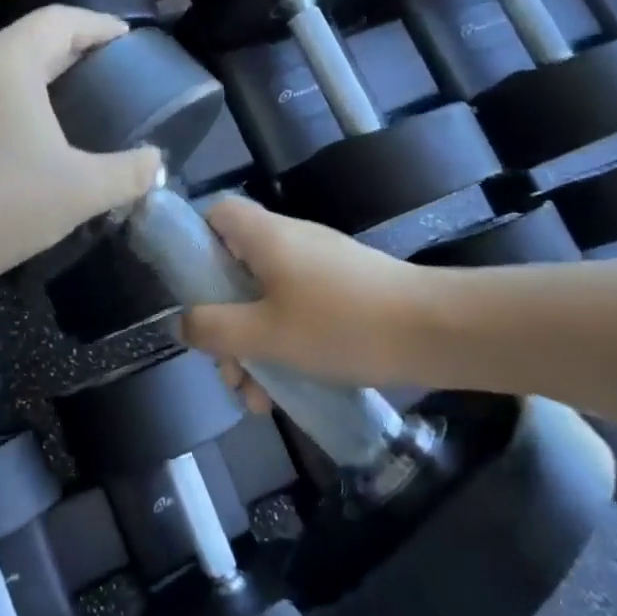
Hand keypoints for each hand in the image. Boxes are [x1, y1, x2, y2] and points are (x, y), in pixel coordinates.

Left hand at [0, 7, 162, 301]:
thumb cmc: (0, 207)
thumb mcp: (80, 191)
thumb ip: (130, 173)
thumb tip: (156, 164)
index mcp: (5, 61)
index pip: (61, 21)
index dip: (99, 25)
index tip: (127, 37)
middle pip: (29, 37)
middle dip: (72, 47)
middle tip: (109, 66)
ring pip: (1, 63)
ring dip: (39, 70)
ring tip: (73, 92)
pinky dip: (12, 92)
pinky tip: (28, 125)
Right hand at [181, 197, 429, 402]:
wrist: (435, 331)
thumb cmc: (339, 324)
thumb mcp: (265, 334)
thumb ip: (215, 329)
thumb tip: (181, 322)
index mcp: (265, 237)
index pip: (216, 214)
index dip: (196, 244)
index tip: (194, 291)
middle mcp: (289, 241)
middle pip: (237, 270)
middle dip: (225, 323)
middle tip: (229, 369)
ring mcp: (320, 266)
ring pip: (267, 300)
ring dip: (254, 347)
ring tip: (257, 400)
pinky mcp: (345, 290)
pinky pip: (298, 311)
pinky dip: (285, 345)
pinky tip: (287, 394)